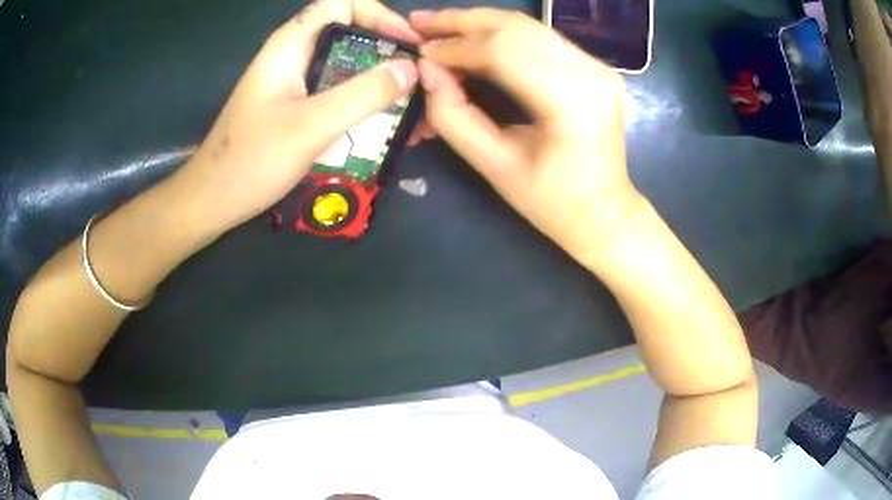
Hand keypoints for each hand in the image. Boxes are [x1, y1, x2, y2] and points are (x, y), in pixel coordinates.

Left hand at [177, 0, 420, 232]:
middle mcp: (295, 57)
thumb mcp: (310, 126)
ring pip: (348, 67)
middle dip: (389, 51)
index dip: (379, 15)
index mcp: (290, 46)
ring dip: (382, 82)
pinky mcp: (298, 108)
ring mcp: (296, 84)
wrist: (212, 202)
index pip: (342, 4)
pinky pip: (339, 94)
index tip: (407, 44)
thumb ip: (362, 94)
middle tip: (420, 79)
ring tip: (415, 107)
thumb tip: (411, 70)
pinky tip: (389, 127)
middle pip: (350, 34)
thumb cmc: (250, 162)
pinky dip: (367, 104)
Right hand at [410, 9, 641, 264]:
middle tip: (419, 22)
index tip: (419, 50)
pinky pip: (540, 37)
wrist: (605, 212)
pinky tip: (473, 37)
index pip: (504, 52)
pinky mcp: (595, 66)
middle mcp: (591, 75)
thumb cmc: (552, 203)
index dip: (456, 46)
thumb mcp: (495, 168)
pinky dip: (501, 33)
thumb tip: (426, 70)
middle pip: (517, 28)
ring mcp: (598, 67)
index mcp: (572, 105)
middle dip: (462, 21)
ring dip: (479, 22)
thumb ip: (455, 117)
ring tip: (438, 26)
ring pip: (528, 26)